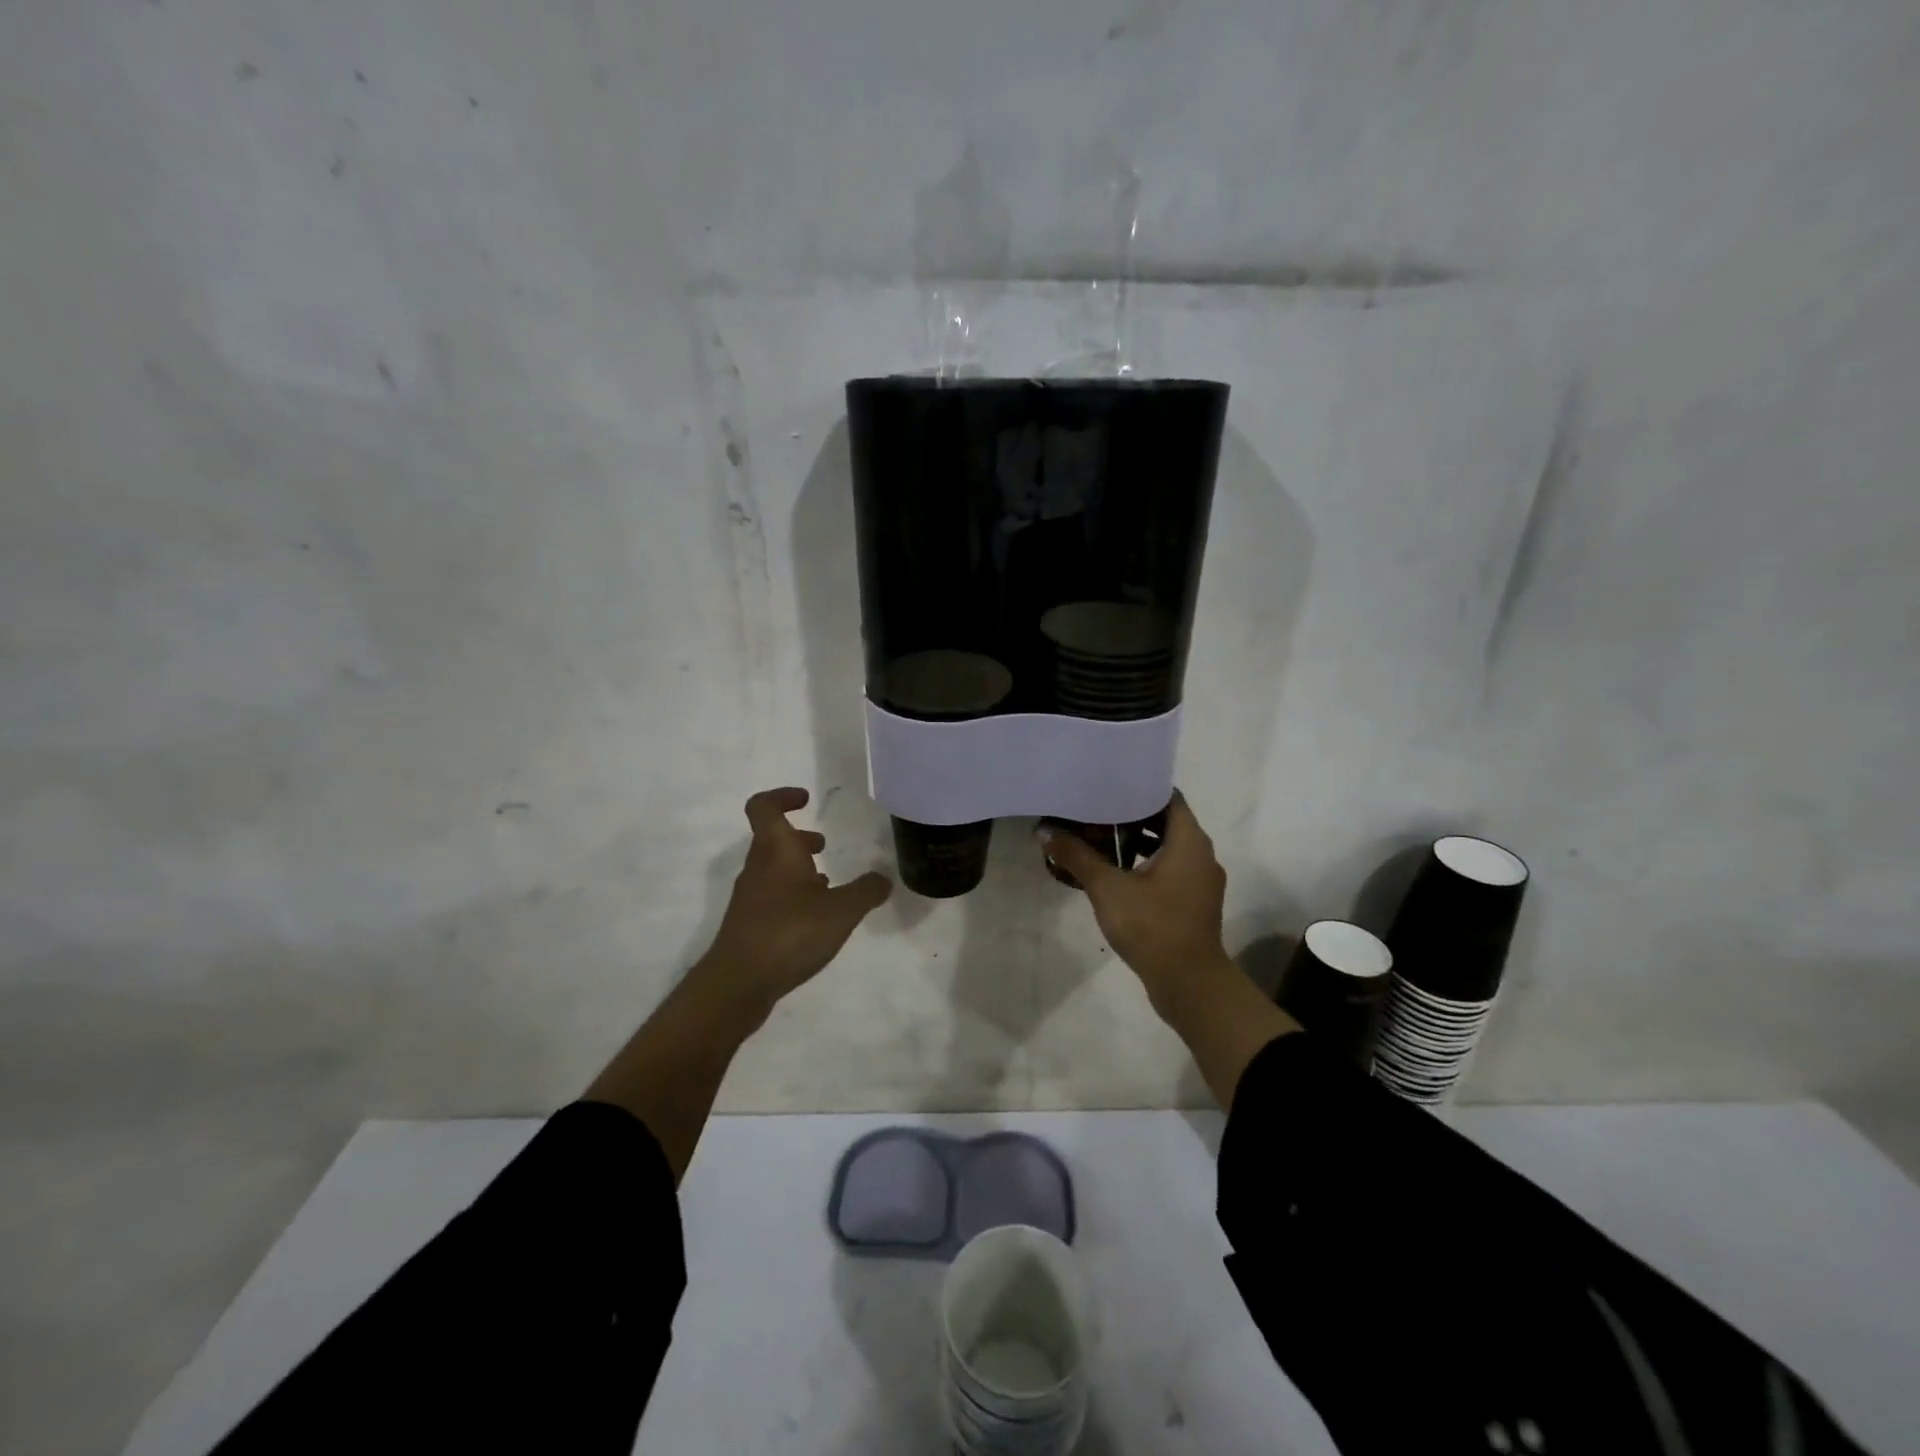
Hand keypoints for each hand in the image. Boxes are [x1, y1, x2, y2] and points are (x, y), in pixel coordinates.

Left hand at [695, 787, 892, 1019]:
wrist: (738, 982)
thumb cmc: (789, 932)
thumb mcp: (841, 911)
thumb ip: (866, 891)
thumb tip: (883, 878)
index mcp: (776, 850)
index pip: (765, 807)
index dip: (783, 796)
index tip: (806, 799)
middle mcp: (758, 867)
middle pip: (772, 839)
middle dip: (800, 838)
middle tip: (824, 845)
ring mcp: (750, 896)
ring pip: (774, 868)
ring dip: (798, 868)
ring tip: (828, 883)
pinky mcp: (749, 923)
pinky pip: (773, 895)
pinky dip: (793, 894)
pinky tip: (815, 917)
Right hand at [1041, 794, 1231, 1014]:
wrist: (1189, 984)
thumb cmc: (1153, 927)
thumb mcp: (1108, 888)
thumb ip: (1077, 856)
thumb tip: (1045, 831)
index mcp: (1189, 841)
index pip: (1167, 796)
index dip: (1138, 788)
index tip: (1108, 785)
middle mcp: (1201, 854)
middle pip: (1166, 821)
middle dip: (1131, 815)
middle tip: (1095, 810)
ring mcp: (1201, 880)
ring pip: (1168, 847)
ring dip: (1137, 841)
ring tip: (1099, 838)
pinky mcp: (1195, 902)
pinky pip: (1170, 869)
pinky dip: (1145, 864)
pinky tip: (1115, 873)